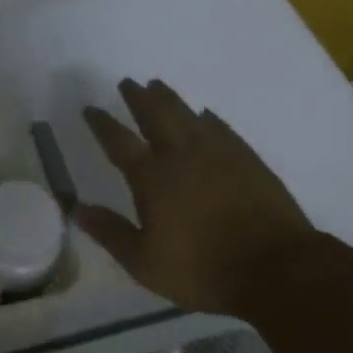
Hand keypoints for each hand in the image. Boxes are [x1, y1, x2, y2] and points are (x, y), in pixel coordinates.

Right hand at [78, 78, 314, 313]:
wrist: (276, 268)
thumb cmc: (202, 269)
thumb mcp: (144, 262)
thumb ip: (109, 232)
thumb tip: (75, 207)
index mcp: (151, 177)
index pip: (118, 141)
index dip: (102, 123)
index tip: (90, 108)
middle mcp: (180, 155)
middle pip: (154, 115)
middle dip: (138, 97)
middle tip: (128, 82)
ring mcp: (217, 153)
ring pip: (187, 114)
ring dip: (169, 98)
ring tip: (157, 85)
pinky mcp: (247, 159)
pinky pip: (221, 128)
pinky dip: (208, 118)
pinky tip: (205, 115)